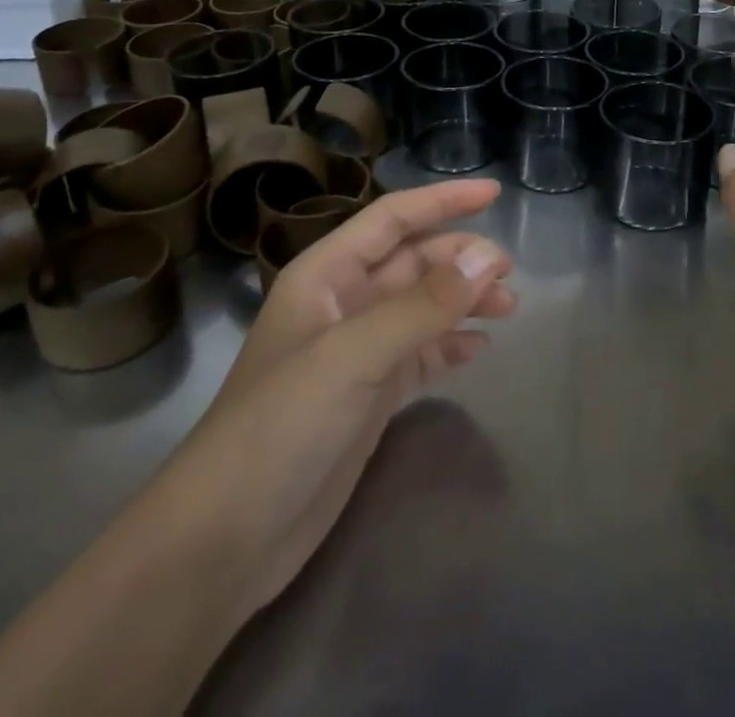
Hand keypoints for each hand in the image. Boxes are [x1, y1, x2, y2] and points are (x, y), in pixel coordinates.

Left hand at [166, 180, 516, 619]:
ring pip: (421, 307)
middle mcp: (342, 304)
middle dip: (460, 259)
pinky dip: (450, 345)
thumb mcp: (353, 356)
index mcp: (326, 275)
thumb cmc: (280, 427)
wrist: (225, 542)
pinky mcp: (368, 397)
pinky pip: (420, 353)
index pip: (392, 218)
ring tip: (508, 307)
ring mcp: (356, 353)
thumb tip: (488, 256)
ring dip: (463, 301)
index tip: (494, 192)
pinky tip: (479, 349)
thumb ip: (423, 305)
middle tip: (508, 272)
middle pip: (413, 262)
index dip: (442, 201)